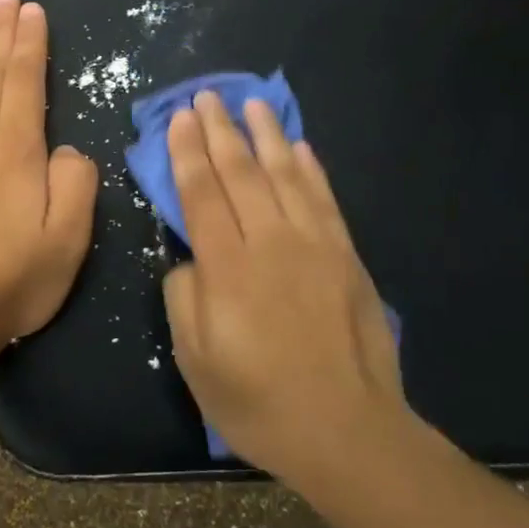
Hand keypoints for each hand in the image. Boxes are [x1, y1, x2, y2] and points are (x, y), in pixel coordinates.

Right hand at [163, 92, 406, 482]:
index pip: (202, 194)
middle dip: (220, 131)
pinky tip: (300, 147)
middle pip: (240, 173)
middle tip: (208, 95)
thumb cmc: (259, 401)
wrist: (347, 431)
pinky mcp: (346, 256)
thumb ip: (184, 298)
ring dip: (266, 136)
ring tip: (253, 104)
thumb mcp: (196, 362)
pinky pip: (324, 200)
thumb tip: (190, 258)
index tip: (181, 117)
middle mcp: (269, 243)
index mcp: (227, 269)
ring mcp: (313, 246)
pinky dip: (310, 169)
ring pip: (285, 175)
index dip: (188, 152)